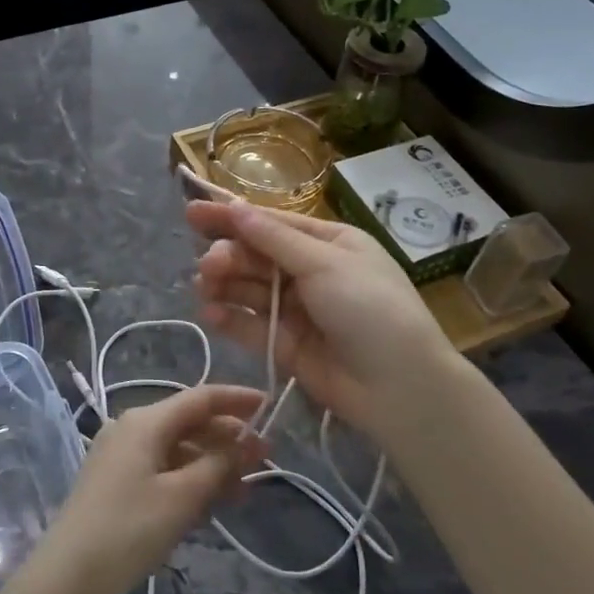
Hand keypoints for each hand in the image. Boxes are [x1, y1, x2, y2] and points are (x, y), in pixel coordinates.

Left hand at [23, 384, 265, 593]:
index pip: (200, 398)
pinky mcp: (116, 480)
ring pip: (178, 448)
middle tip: (266, 459)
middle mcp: (132, 428)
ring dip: (213, 463)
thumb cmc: (129, 529)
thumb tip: (247, 441)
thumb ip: (218, 464)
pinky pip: (163, 467)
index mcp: (146, 421)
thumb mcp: (182, 497)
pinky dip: (190, 478)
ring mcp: (121, 454)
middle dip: (229, 438)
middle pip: (190, 422)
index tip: (270, 407)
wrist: (67, 574)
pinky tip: (213, 501)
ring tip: (246, 488)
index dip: (237, 400)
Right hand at [187, 198, 465, 445]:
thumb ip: (274, 240)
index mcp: (329, 243)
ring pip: (250, 290)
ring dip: (225, 284)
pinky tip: (210, 313)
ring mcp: (297, 310)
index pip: (272, 223)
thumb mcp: (325, 264)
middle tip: (209, 264)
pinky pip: (251, 325)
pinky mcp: (286, 345)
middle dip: (229, 256)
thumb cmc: (370, 309)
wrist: (401, 387)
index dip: (232, 217)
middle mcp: (310, 272)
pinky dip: (230, 318)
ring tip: (204, 285)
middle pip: (257, 256)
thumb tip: (235, 207)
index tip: (192, 212)